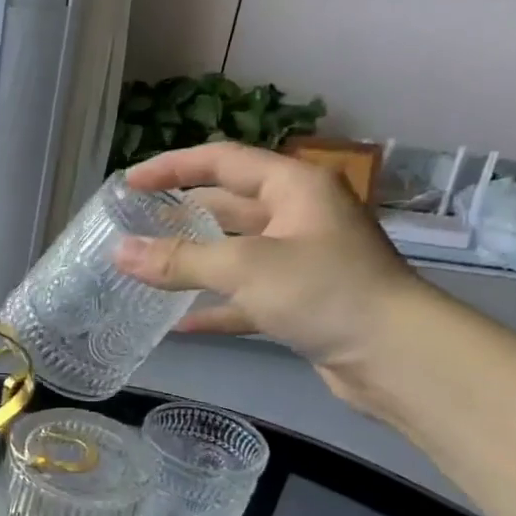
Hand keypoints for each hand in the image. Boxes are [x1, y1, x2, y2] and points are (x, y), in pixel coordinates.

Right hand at [113, 143, 429, 407]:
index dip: (172, 167)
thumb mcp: (245, 267)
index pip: (222, 161)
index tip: (128, 183)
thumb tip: (119, 252)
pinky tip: (179, 323)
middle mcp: (298, 216)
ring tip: (147, 267)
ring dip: (194, 261)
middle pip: (228, 204)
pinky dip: (215, 307)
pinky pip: (246, 298)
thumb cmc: (323, 290)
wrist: (396, 354)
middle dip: (181, 214)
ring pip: (234, 252)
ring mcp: (301, 261)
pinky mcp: (300, 302)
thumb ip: (180, 259)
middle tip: (134, 224)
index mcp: (293, 187)